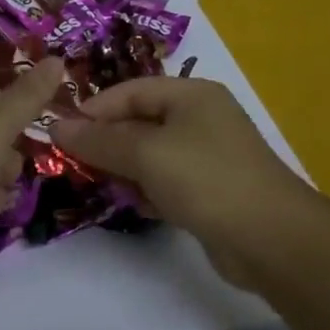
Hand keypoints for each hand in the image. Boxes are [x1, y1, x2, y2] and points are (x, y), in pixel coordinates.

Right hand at [49, 76, 305, 282]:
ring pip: (152, 154)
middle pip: (141, 121)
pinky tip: (136, 206)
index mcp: (192, 94)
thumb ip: (101, 140)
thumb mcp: (147, 154)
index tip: (63, 131)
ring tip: (102, 186)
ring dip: (126, 168)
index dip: (96, 108)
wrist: (271, 238)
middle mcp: (201, 118)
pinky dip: (149, 190)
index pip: (132, 90)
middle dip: (109, 141)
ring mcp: (208, 155)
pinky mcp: (211, 189)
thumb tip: (58, 125)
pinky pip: (167, 180)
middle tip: (76, 163)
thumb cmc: (206, 179)